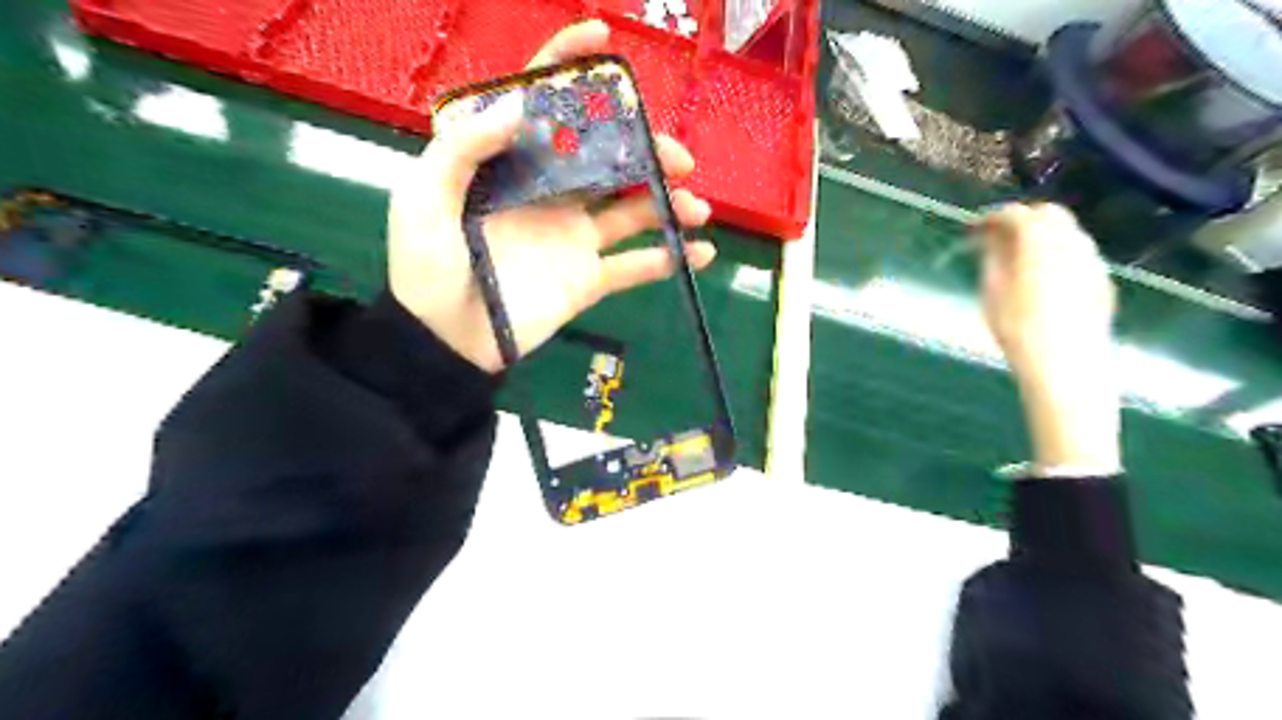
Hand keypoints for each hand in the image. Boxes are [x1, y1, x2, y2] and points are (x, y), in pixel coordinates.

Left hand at [386, 20, 715, 373]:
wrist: (447, 341)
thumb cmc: (428, 267)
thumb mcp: (425, 198)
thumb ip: (464, 147)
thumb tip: (522, 105)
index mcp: (511, 166)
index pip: (542, 104)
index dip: (569, 66)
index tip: (604, 39)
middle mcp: (549, 193)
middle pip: (606, 157)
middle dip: (646, 149)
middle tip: (677, 158)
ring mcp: (574, 237)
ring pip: (632, 209)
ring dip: (670, 204)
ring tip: (695, 208)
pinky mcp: (588, 277)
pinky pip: (636, 266)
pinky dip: (670, 259)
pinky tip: (701, 253)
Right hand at [978, 204, 1117, 472]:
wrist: (1066, 365)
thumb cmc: (1018, 329)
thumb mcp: (992, 292)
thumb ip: (992, 257)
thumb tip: (992, 238)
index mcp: (1039, 241)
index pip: (1015, 214)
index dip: (991, 218)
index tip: (973, 231)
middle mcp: (1071, 242)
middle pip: (1049, 214)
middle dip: (1023, 219)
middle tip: (999, 237)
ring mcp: (1092, 260)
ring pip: (1068, 232)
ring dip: (1043, 235)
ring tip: (1019, 257)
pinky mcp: (1102, 280)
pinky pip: (1079, 254)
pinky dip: (1058, 253)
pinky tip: (1043, 276)